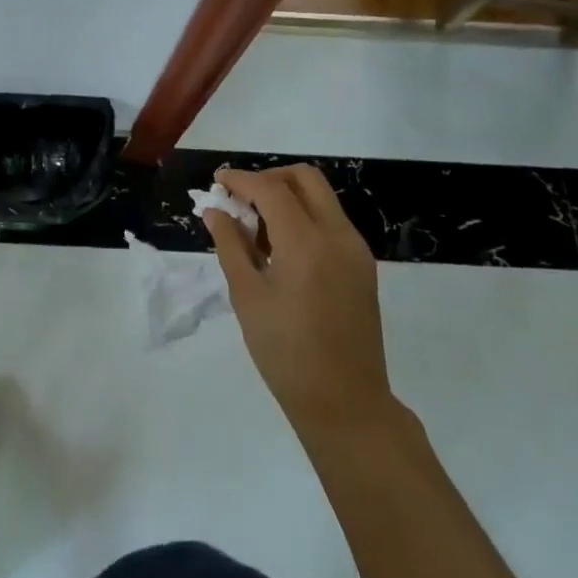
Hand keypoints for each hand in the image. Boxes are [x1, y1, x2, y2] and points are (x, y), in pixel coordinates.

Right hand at [201, 164, 398, 437]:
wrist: (344, 400)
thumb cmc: (285, 351)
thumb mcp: (247, 296)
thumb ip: (231, 245)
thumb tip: (215, 212)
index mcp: (307, 243)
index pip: (271, 189)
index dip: (241, 179)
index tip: (217, 182)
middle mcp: (338, 236)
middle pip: (305, 179)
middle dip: (269, 178)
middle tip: (240, 198)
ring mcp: (356, 250)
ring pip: (321, 198)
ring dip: (287, 197)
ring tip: (256, 228)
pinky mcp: (362, 266)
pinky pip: (331, 222)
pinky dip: (303, 218)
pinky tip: (280, 248)